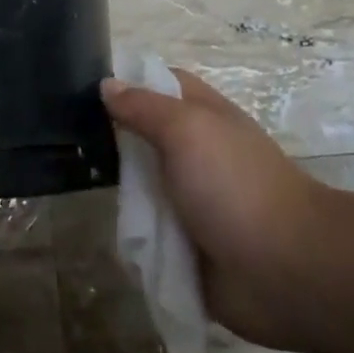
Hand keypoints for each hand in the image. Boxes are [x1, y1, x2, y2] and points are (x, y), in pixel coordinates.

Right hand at [101, 70, 329, 351]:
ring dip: (119, 192)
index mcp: (203, 116)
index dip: (126, 81)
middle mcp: (195, 154)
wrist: (288, 271)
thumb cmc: (236, 185)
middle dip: (110, 139)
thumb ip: (143, 106)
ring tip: (76, 187)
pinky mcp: (188, 246)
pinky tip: (109, 235)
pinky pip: (149, 234)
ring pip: (141, 186)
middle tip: (65, 140)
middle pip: (143, 136)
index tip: (81, 89)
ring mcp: (192, 202)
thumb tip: (107, 84)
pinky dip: (133, 237)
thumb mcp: (187, 130)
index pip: (159, 83)